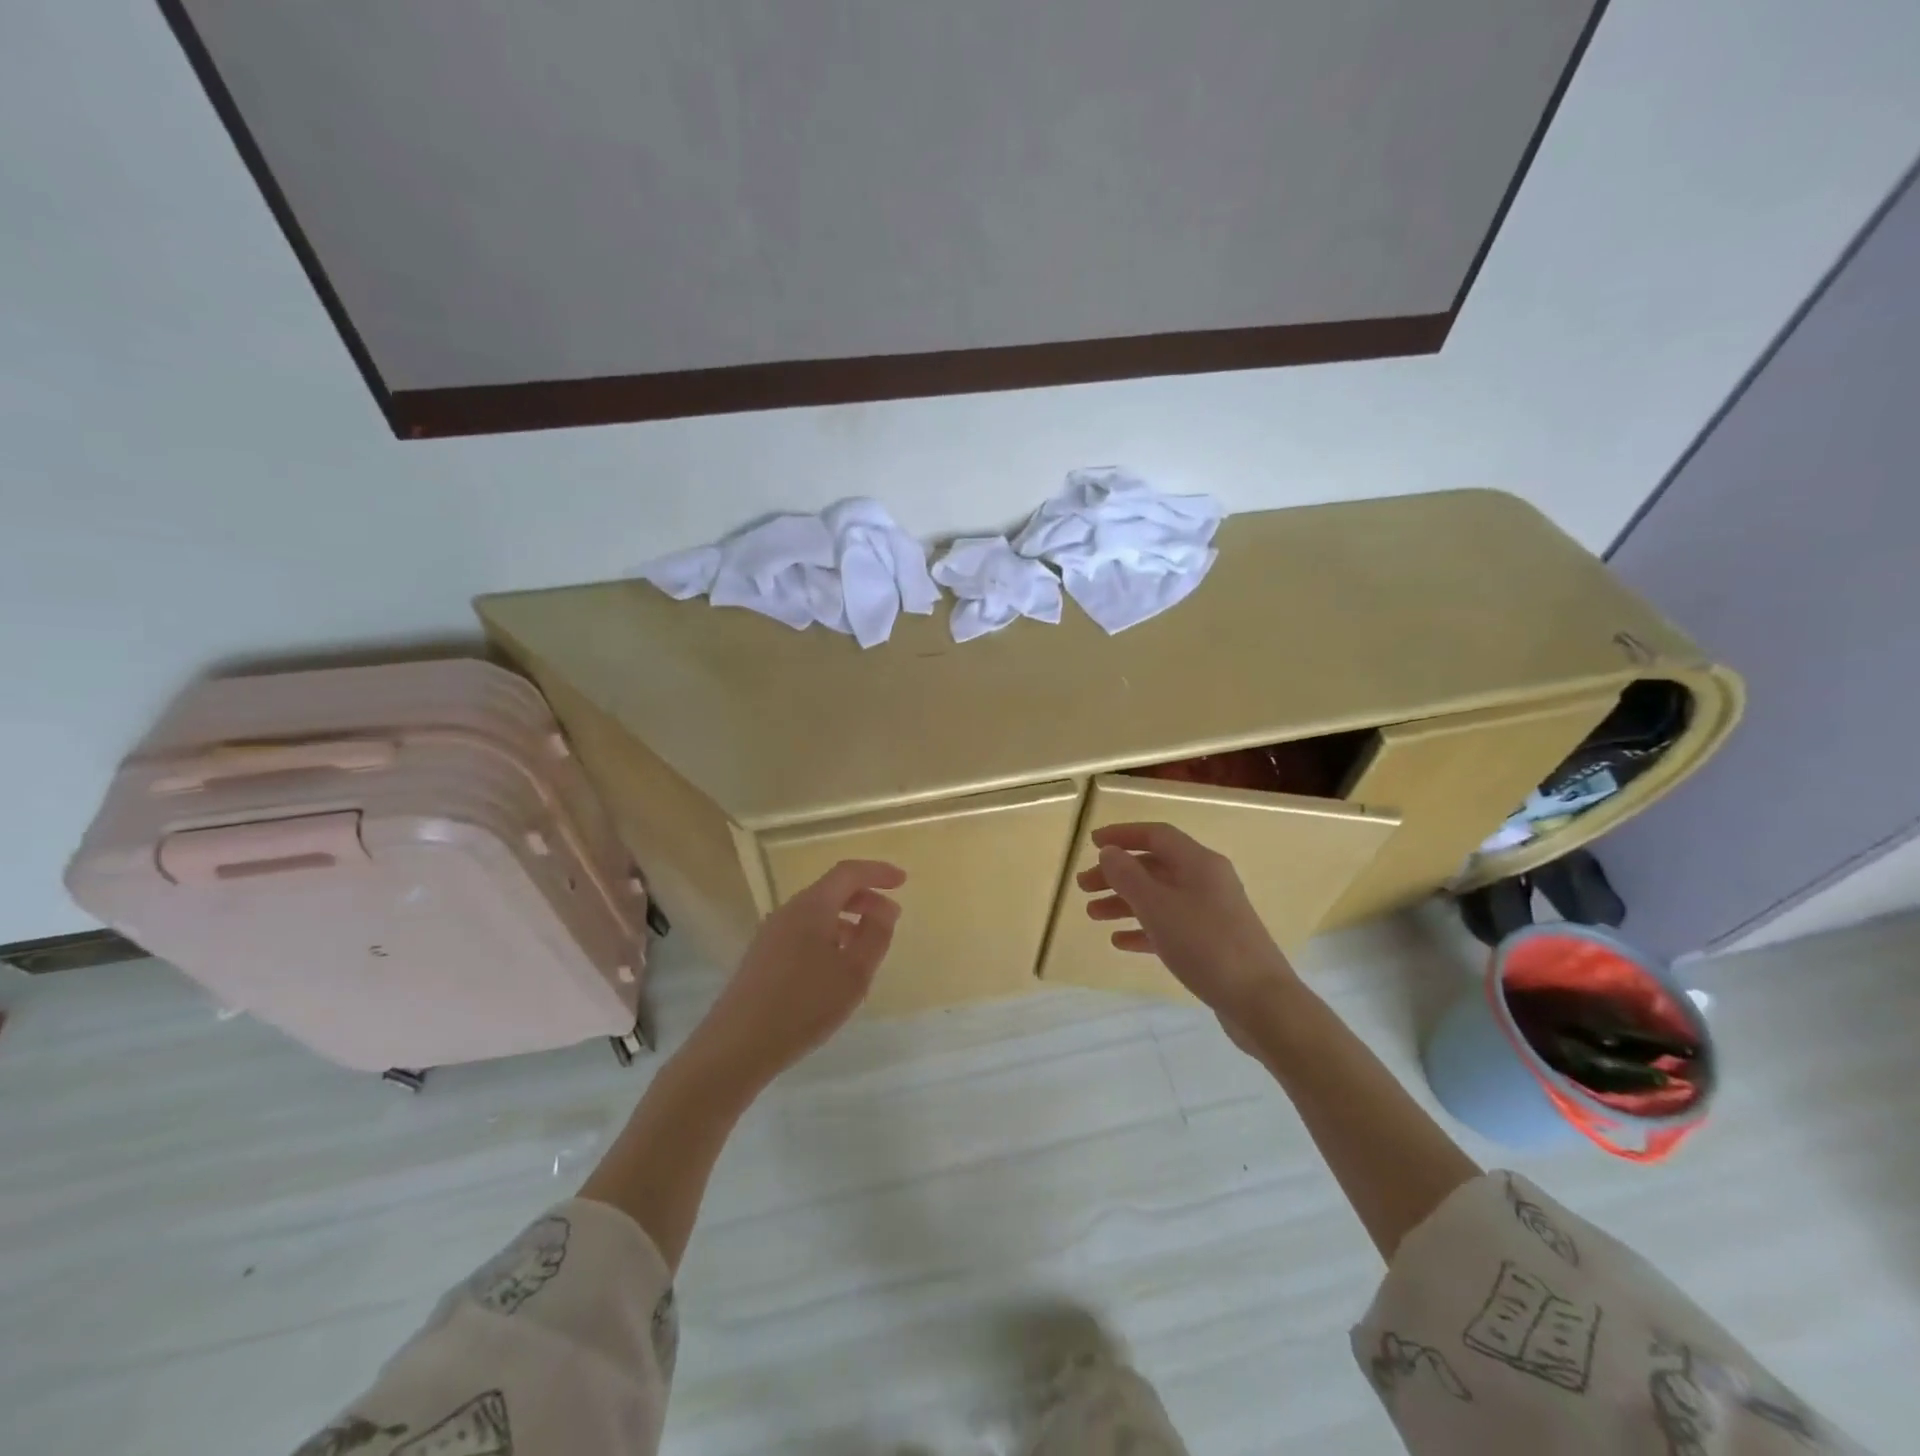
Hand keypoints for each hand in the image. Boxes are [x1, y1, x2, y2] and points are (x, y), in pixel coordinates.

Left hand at [686, 859, 905, 1086]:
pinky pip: (804, 932)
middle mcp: (789, 911)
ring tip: (867, 948)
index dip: (878, 872)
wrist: (737, 1046)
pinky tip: (836, 968)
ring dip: (847, 920)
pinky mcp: (763, 957)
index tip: (902, 881)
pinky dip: (828, 937)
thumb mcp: (854, 972)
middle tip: (890, 918)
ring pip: (817, 913)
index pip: (849, 872)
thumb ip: (876, 935)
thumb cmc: (804, 1005)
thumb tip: (885, 909)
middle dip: (864, 898)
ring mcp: (771, 934)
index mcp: (812, 906)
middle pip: (831, 890)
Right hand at [1077, 822, 1297, 1029]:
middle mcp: (1207, 880)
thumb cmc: (1205, 944)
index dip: (1122, 835)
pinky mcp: (1212, 942)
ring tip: (1093, 915)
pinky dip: (1143, 928)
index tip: (1091, 843)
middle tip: (1083, 887)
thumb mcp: (1157, 907)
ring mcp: (1211, 912)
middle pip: (1155, 866)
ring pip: (1160, 897)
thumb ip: (1128, 876)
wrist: (1260, 1001)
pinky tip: (1120, 942)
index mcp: (1198, 862)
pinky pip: (1170, 925)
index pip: (1156, 835)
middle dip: (1117, 874)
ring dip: (1125, 902)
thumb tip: (1109, 851)